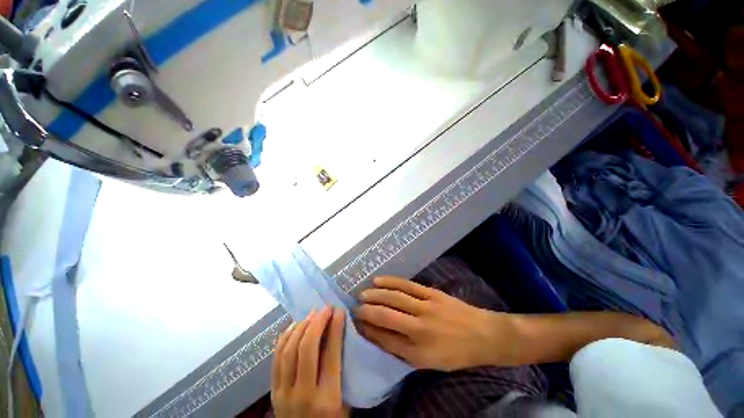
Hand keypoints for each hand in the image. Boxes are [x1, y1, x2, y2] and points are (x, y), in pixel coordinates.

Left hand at [271, 306, 348, 417]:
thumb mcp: (344, 401)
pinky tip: (295, 325)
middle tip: (325, 309)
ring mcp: (283, 393)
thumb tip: (338, 334)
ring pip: (288, 350)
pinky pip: (276, 358)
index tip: (339, 311)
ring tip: (312, 314)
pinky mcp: (273, 391)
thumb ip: (341, 370)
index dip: (335, 328)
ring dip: (301, 326)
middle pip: (306, 349)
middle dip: (317, 323)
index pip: (330, 355)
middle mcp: (303, 394)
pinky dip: (285, 337)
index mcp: (327, 399)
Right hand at [355, 276, 518, 370]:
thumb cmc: (456, 353)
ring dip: (375, 294)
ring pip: (394, 298)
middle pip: (386, 316)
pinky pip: (406, 285)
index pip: (385, 340)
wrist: (484, 335)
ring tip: (362, 294)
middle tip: (354, 307)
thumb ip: (403, 351)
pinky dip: (390, 281)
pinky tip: (379, 280)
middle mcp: (419, 328)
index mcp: (419, 352)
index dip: (368, 331)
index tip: (356, 325)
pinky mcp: (431, 293)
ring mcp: (426, 307)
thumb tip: (380, 337)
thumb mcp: (429, 362)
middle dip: (367, 311)